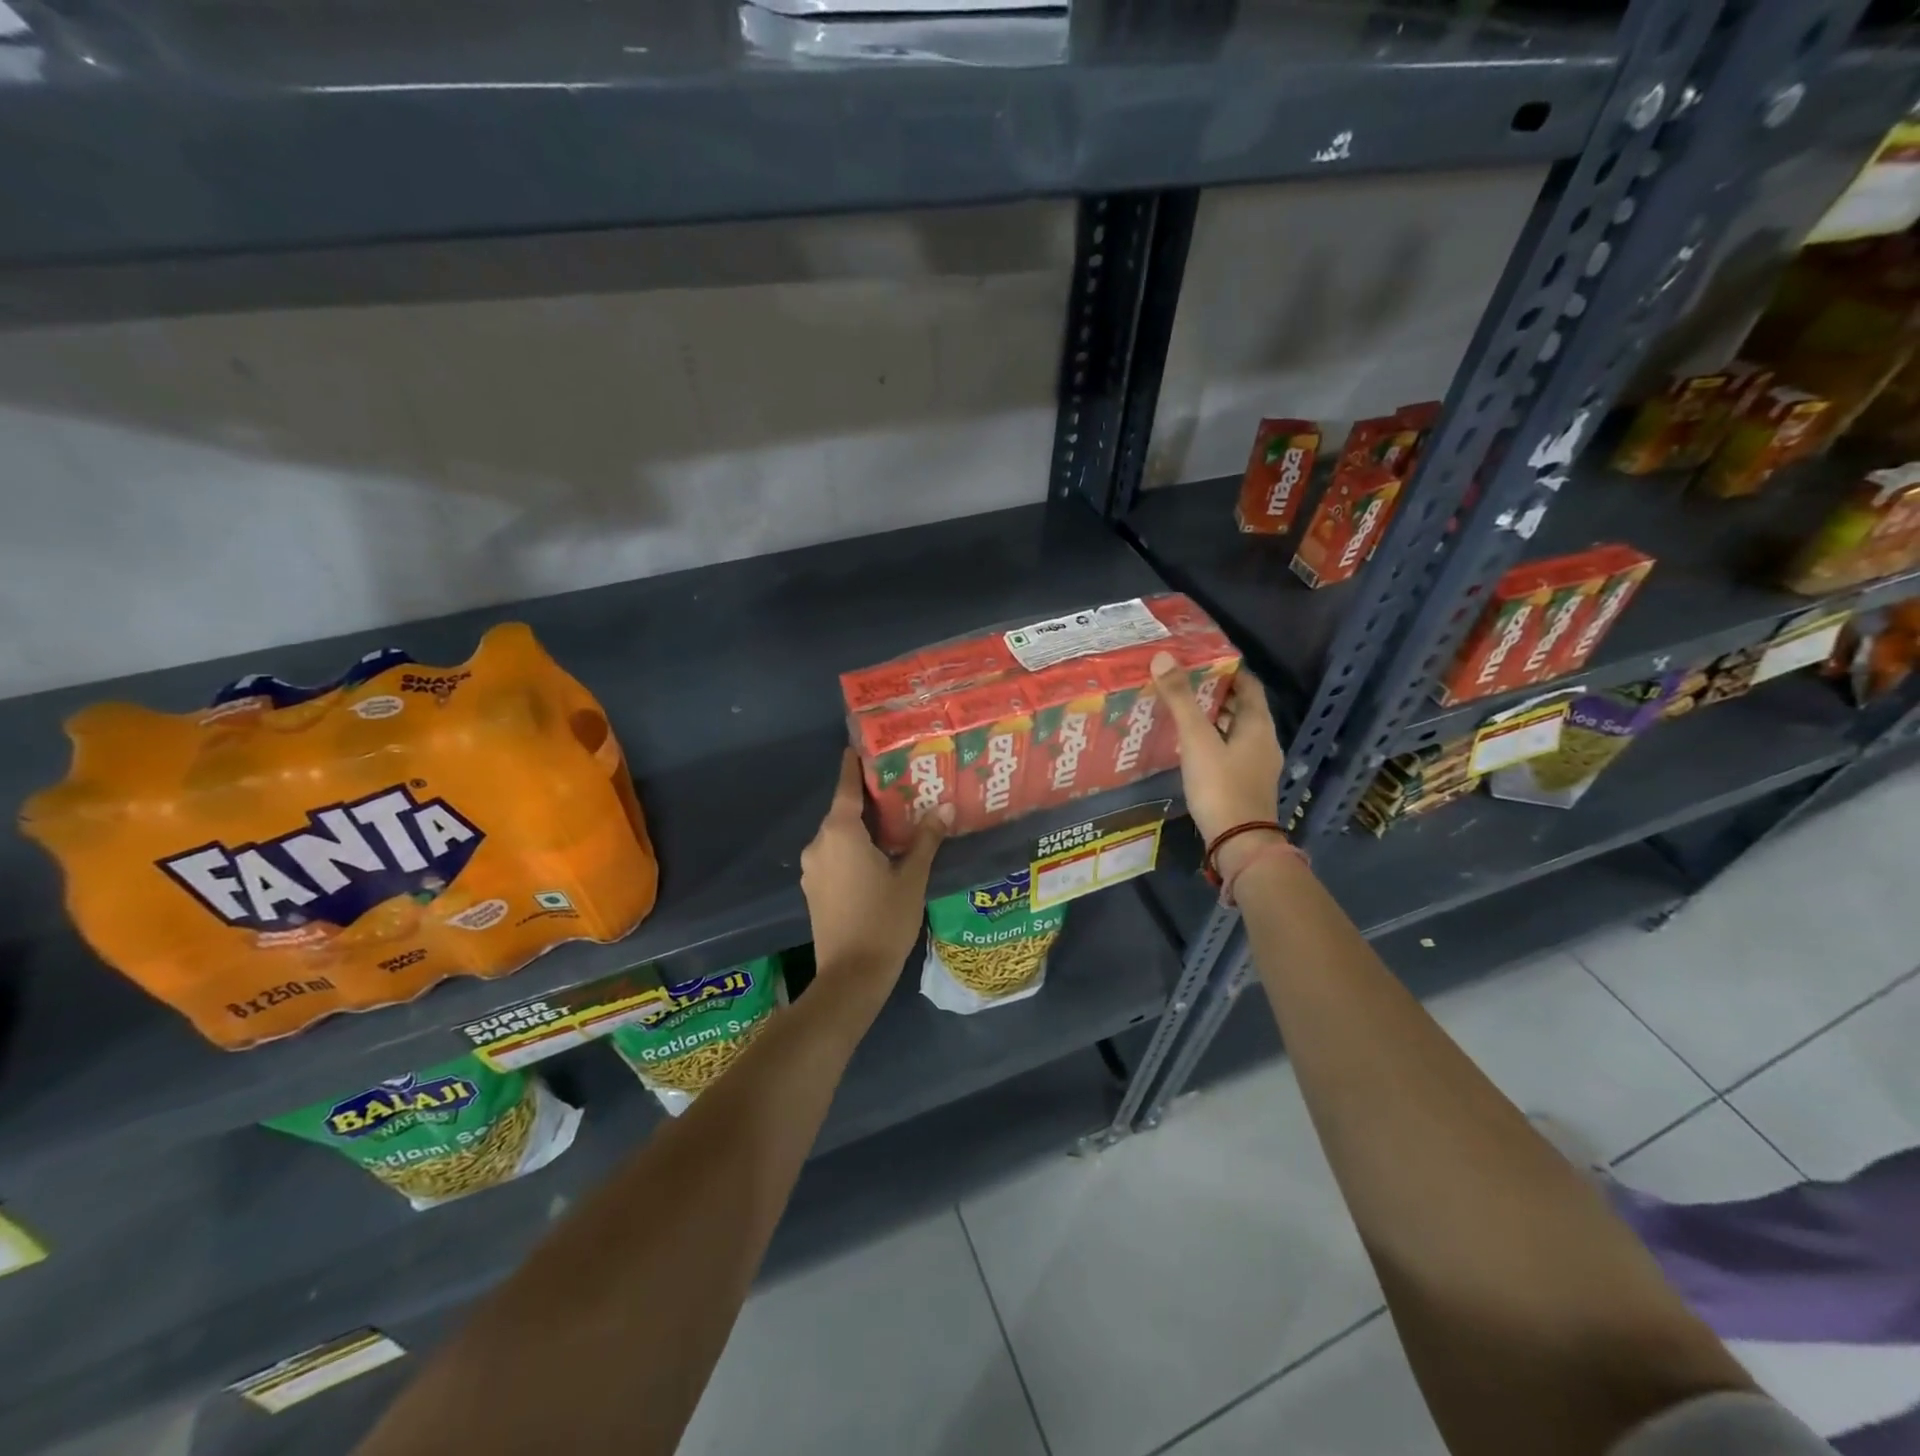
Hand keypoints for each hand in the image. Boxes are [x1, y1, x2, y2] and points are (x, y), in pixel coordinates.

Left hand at [801, 750, 950, 988]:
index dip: (854, 765)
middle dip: (868, 797)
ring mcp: (813, 867)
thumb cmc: (884, 920)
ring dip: (862, 825)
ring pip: (839, 834)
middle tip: (900, 785)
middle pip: (843, 809)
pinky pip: (834, 854)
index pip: (846, 786)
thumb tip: (945, 806)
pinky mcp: (814, 887)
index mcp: (840, 832)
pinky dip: (853, 846)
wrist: (850, 976)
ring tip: (894, 819)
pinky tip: (878, 853)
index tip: (862, 745)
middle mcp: (819, 842)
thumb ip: (926, 839)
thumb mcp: (912, 877)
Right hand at [1150, 653, 1285, 867]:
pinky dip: (1212, 741)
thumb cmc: (1221, 786)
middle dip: (1214, 693)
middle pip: (1241, 707)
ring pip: (1234, 730)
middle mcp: (1264, 741)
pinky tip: (1189, 745)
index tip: (1200, 660)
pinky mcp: (1246, 783)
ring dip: (1212, 718)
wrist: (1239, 842)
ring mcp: (1257, 765)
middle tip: (1182, 682)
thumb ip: (1180, 699)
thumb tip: (1163, 657)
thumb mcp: (1197, 740)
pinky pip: (1229, 751)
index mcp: (1258, 724)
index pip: (1248, 684)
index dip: (1227, 669)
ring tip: (1180, 710)